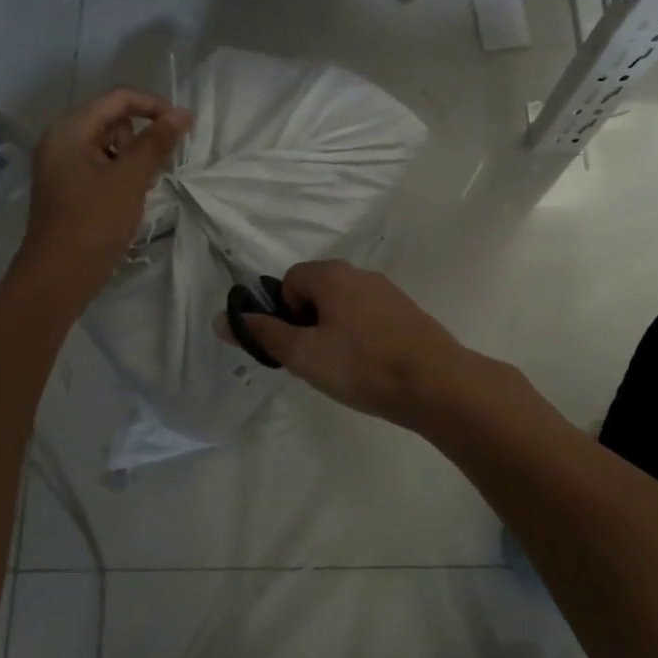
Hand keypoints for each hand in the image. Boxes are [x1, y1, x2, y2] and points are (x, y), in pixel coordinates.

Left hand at [16, 88, 190, 302]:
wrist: (59, 276)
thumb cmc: (95, 221)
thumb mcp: (131, 177)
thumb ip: (157, 141)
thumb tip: (184, 112)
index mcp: (70, 129)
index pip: (118, 99)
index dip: (153, 106)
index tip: (182, 127)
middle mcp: (60, 140)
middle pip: (112, 119)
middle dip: (140, 137)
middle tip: (153, 168)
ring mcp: (61, 165)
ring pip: (108, 144)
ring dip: (132, 158)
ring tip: (139, 187)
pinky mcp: (67, 187)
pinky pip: (99, 165)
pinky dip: (119, 174)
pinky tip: (128, 198)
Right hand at [214, 260, 474, 428]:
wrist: (436, 383)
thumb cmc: (361, 365)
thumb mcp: (303, 354)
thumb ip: (263, 334)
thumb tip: (222, 318)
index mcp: (331, 274)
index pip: (289, 281)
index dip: (285, 315)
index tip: (296, 347)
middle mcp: (359, 273)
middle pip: (316, 292)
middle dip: (308, 324)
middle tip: (316, 362)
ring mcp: (388, 292)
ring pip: (343, 307)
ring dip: (334, 333)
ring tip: (344, 370)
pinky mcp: (407, 313)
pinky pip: (368, 318)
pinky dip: (361, 338)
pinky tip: (370, 368)